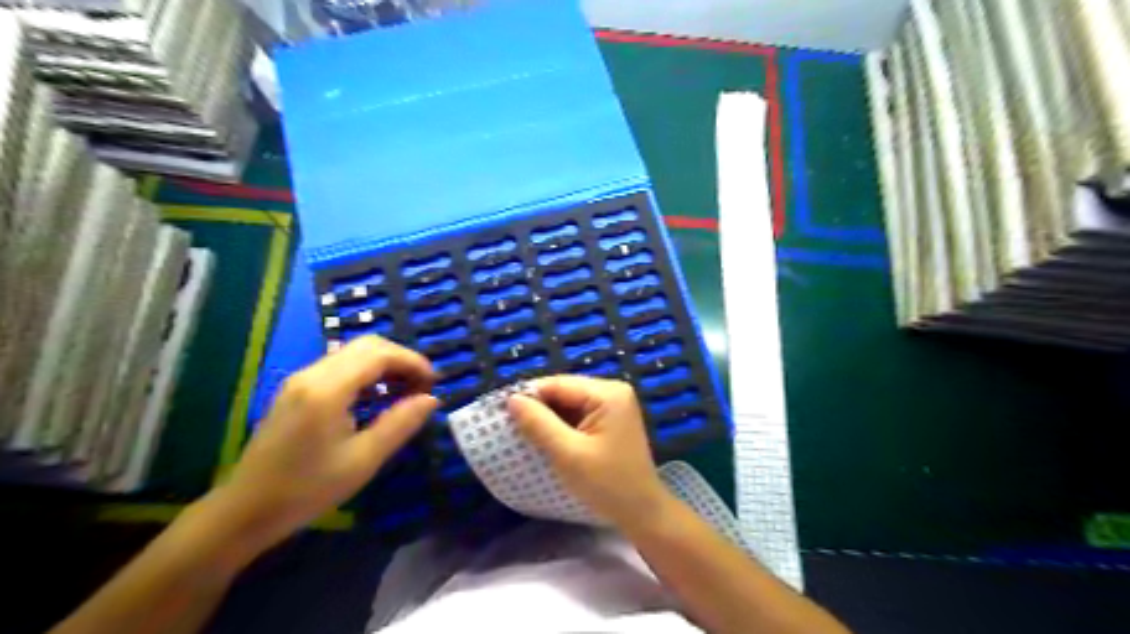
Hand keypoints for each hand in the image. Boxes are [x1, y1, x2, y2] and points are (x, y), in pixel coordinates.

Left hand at [211, 338, 441, 548]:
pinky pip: (339, 367)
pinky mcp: (296, 390)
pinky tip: (376, 399)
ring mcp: (300, 380)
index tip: (434, 383)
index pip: (379, 354)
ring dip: (384, 365)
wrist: (245, 511)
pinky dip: (366, 374)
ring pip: (352, 354)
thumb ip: (400, 424)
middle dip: (401, 359)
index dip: (412, 362)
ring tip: (405, 393)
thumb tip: (432, 399)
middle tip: (422, 386)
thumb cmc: (307, 489)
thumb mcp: (363, 460)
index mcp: (327, 389)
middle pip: (366, 346)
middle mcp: (312, 374)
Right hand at [504, 377, 667, 529]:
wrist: (642, 513)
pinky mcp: (611, 420)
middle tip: (511, 426)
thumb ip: (538, 424)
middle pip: (564, 391)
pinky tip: (547, 440)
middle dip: (539, 408)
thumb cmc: (607, 484)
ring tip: (524, 434)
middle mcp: (613, 391)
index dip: (529, 396)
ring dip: (548, 418)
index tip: (502, 413)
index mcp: (608, 393)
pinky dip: (561, 426)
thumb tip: (512, 399)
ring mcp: (614, 405)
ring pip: (569, 403)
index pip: (558, 384)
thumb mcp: (567, 454)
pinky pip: (578, 415)